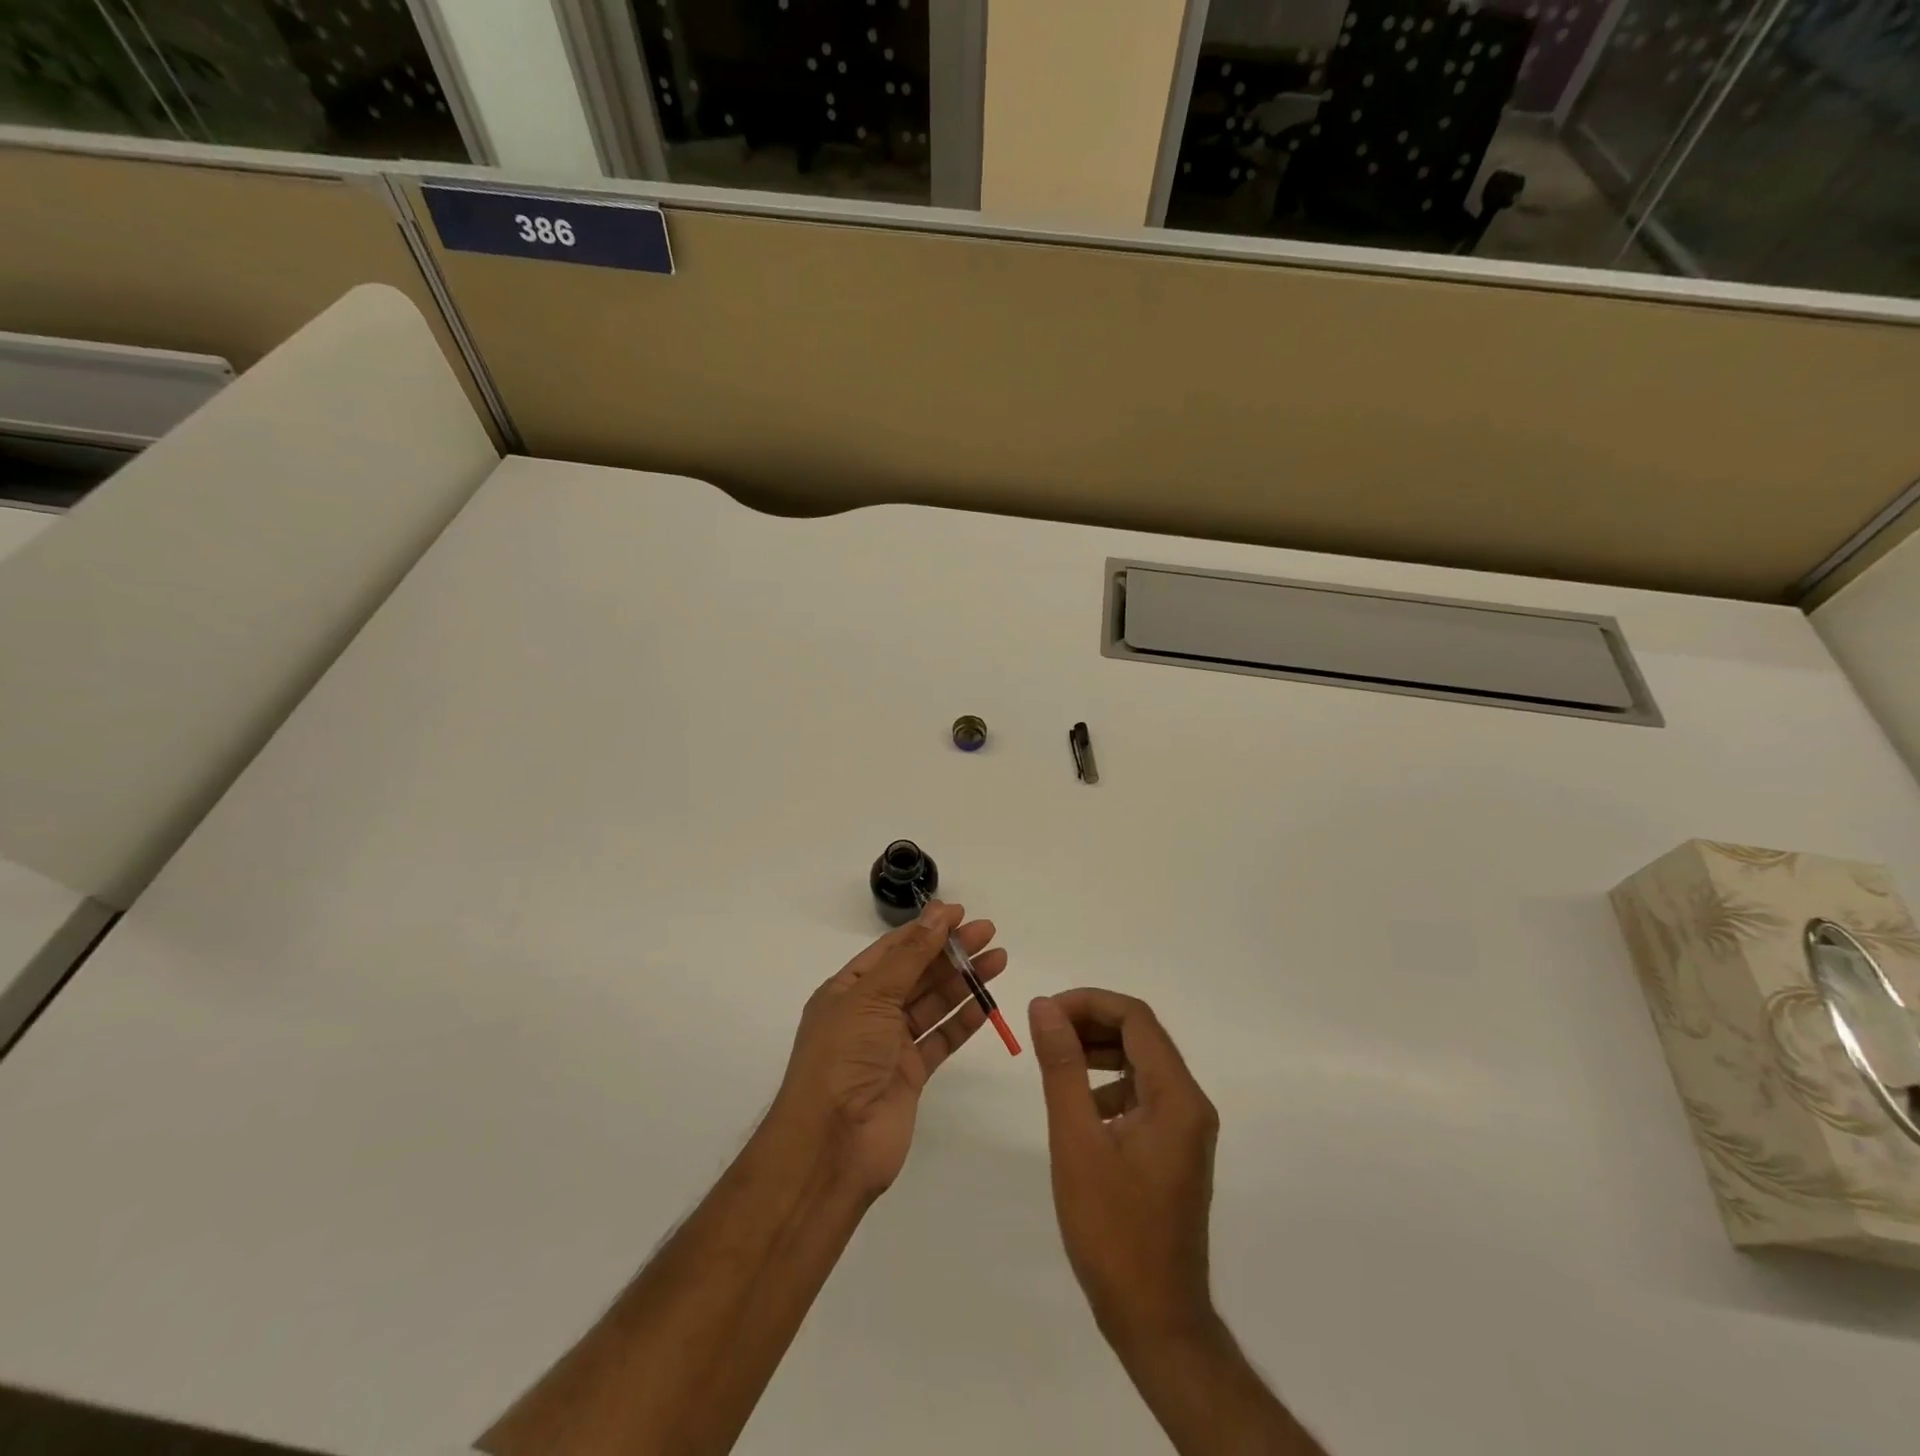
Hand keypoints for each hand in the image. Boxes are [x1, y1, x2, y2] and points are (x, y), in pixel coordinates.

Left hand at [774, 901, 1006, 1198]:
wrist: (832, 1144)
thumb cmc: (843, 1058)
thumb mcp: (872, 996)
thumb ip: (910, 956)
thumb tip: (937, 914)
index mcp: (848, 990)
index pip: (892, 950)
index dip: (926, 929)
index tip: (960, 913)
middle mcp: (868, 1014)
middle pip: (916, 974)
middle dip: (951, 952)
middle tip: (989, 933)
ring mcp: (890, 1046)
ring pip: (933, 1004)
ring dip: (964, 982)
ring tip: (999, 960)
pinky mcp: (911, 1075)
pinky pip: (941, 1039)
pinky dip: (963, 1021)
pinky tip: (988, 1004)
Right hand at [1029, 989, 1219, 1350]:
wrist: (1155, 1320)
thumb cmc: (1113, 1231)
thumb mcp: (1077, 1141)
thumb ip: (1062, 1067)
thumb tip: (1044, 1007)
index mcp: (1176, 1096)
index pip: (1136, 1019)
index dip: (1088, 1003)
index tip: (1044, 1013)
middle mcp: (1190, 1103)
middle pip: (1141, 1036)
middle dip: (1091, 1023)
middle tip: (1043, 1031)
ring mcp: (1185, 1128)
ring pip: (1140, 1063)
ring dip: (1098, 1051)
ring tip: (1054, 1061)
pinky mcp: (1173, 1148)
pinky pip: (1142, 1094)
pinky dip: (1108, 1084)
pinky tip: (1078, 1107)